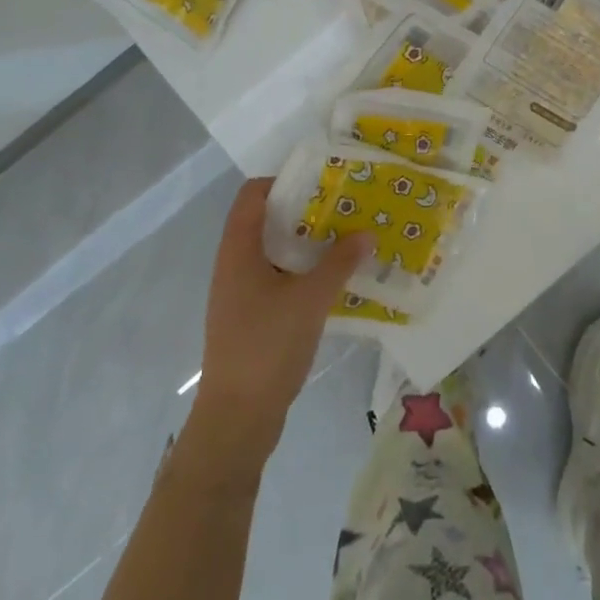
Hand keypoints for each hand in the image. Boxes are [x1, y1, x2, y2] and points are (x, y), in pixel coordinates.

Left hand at [188, 178, 372, 463]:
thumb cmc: (267, 345)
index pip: (252, 194)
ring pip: (273, 252)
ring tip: (345, 238)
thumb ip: (339, 262)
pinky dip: (302, 271)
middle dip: (304, 211)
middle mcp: (234, 264)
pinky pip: (277, 279)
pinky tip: (332, 280)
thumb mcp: (310, 299)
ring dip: (306, 243)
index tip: (321, 180)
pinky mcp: (250, 318)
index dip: (284, 180)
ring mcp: (239, 293)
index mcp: (238, 249)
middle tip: (343, 206)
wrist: (236, 419)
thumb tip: (365, 233)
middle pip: (265, 220)